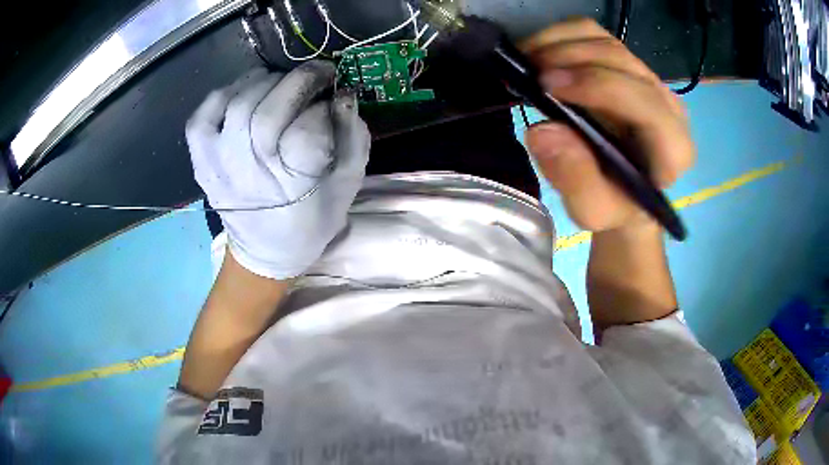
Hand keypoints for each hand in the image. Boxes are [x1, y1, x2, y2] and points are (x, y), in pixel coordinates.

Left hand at [186, 61, 370, 279]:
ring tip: (283, 82)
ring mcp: (218, 164)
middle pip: (268, 111)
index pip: (307, 130)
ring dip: (267, 81)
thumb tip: (344, 94)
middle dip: (300, 80)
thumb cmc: (311, 221)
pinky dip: (225, 92)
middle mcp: (249, 173)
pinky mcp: (201, 159)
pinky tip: (245, 93)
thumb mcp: (347, 186)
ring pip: (238, 103)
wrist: (264, 251)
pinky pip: (204, 113)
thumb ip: (353, 138)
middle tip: (318, 74)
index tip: (335, 98)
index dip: (324, 107)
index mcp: (292, 187)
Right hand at [521, 18, 694, 232]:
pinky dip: (561, 35)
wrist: (624, 192)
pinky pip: (595, 34)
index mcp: (673, 148)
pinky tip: (538, 51)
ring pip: (605, 41)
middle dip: (570, 58)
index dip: (597, 85)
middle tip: (529, 71)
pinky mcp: (627, 66)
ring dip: (560, 43)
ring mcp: (648, 80)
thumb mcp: (593, 210)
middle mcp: (668, 105)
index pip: (645, 102)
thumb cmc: (614, 205)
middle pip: (621, 60)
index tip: (546, 85)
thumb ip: (575, 180)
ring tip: (527, 60)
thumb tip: (542, 131)